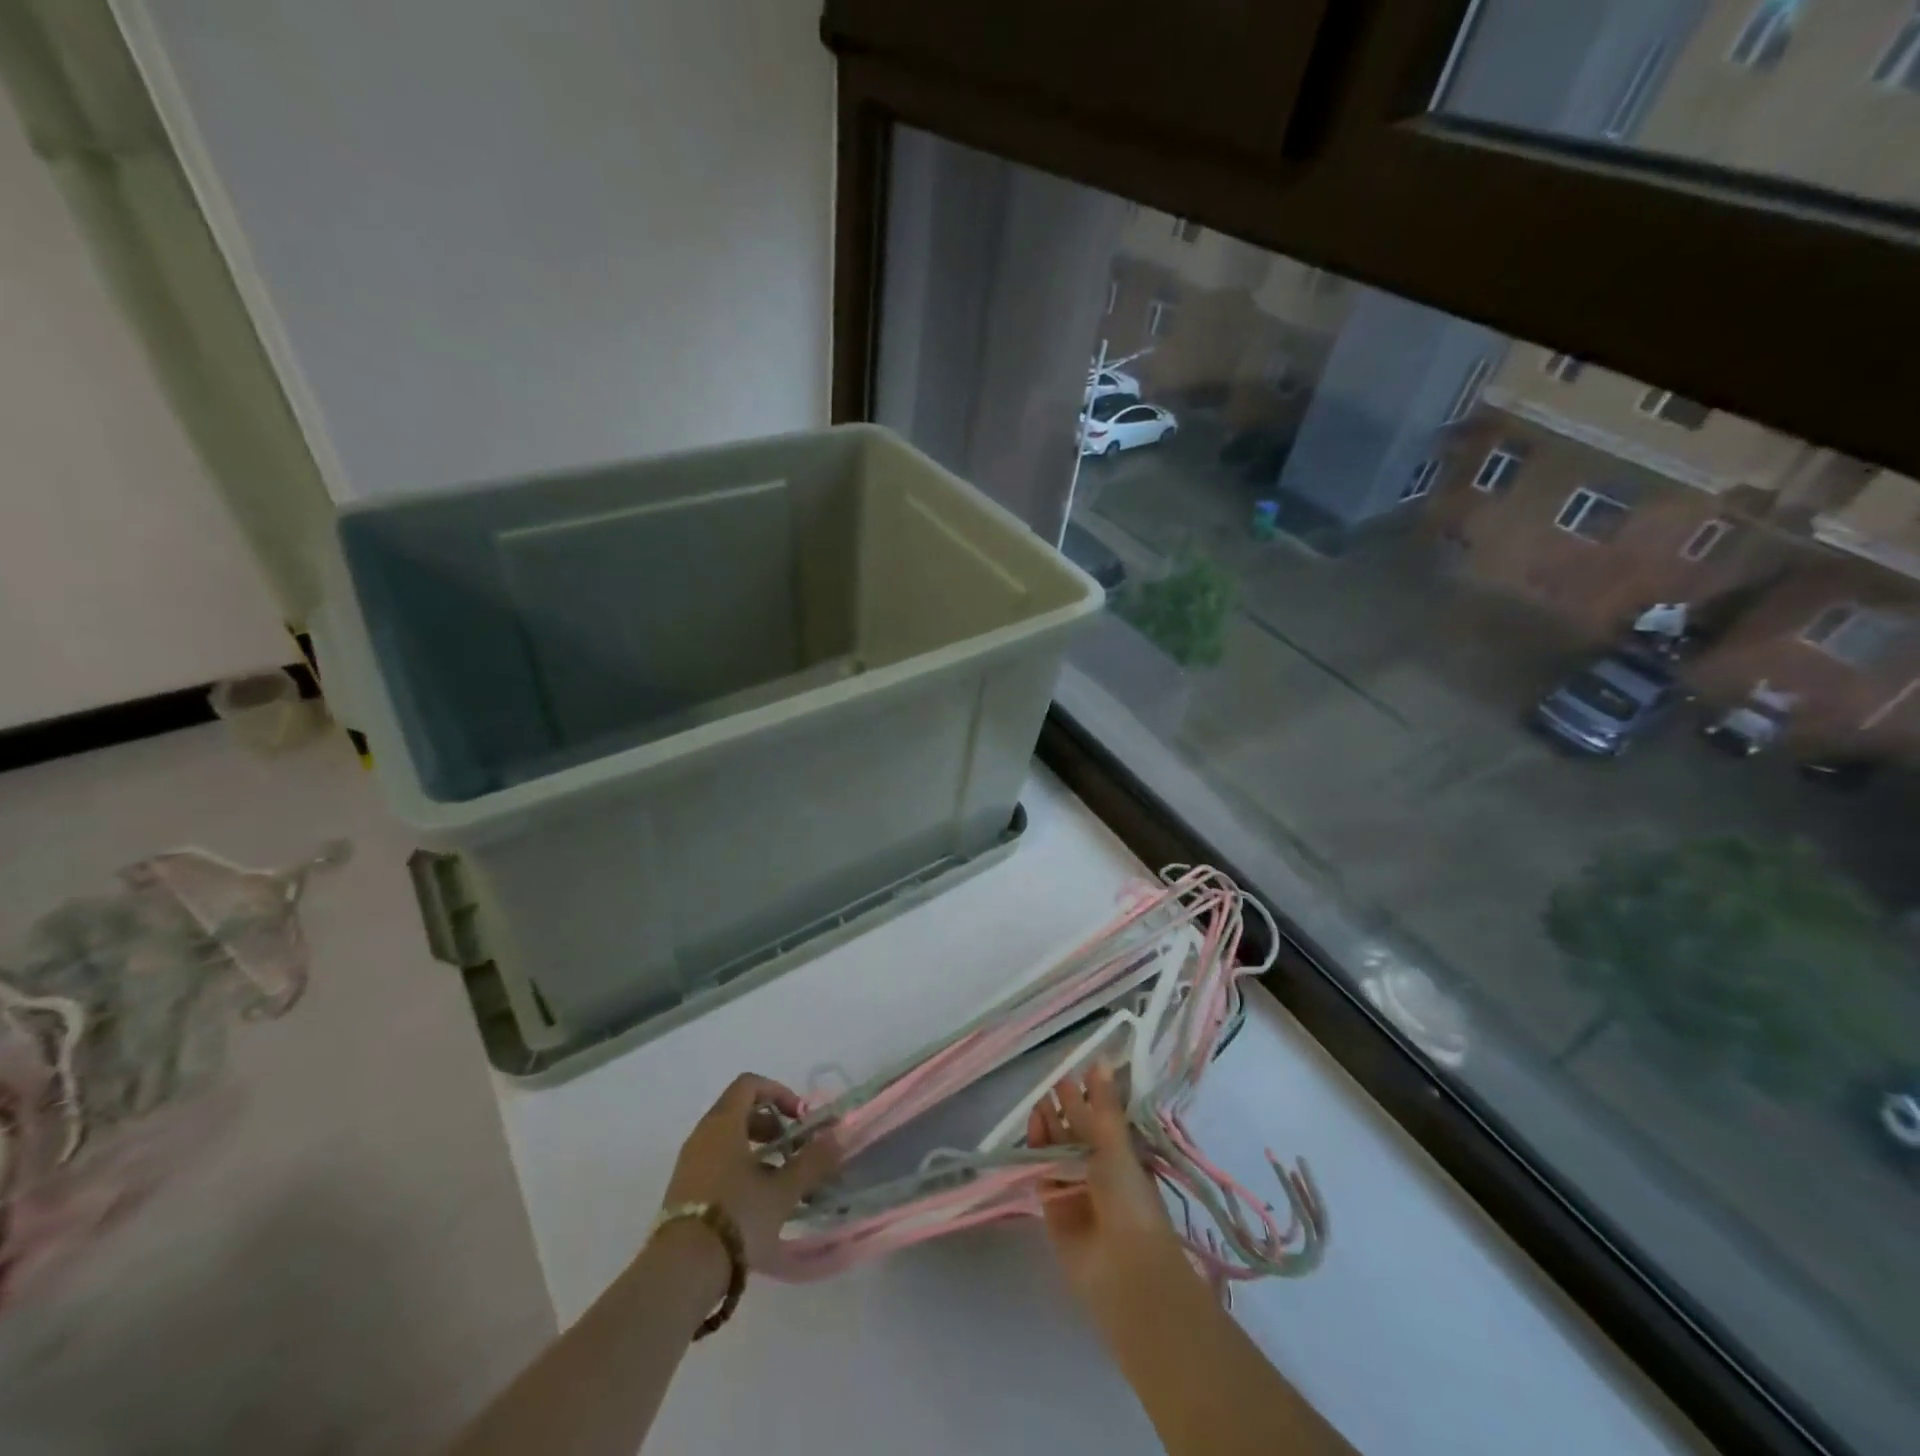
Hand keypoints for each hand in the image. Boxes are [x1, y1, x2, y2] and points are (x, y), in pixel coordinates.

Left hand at [659, 1073, 839, 1270]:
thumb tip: (839, 1136)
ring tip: (780, 1181)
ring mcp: (688, 1164)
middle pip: (739, 1110)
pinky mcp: (682, 1192)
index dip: (779, 1093)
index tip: (799, 1118)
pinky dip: (739, 1169)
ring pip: (727, 1139)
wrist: (681, 1273)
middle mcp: (702, 1135)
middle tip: (792, 1149)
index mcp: (723, 1123)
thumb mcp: (783, 1190)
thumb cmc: (737, 1217)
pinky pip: (715, 1163)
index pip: (750, 1084)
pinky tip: (757, 1202)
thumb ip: (813, 1161)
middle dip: (771, 1124)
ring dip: (757, 1150)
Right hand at [1027, 1064, 1185, 1305]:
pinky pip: (1042, 1174)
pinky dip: (1036, 1153)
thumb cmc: (1130, 1199)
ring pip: (1057, 1151)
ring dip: (1049, 1127)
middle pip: (1076, 1134)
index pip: (1101, 1120)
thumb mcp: (1117, 1145)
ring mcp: (1075, 1191)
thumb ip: (1103, 1105)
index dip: (1088, 1098)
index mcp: (1122, 1158)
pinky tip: (1031, 1129)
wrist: (1123, 1269)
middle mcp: (1099, 1172)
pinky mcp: (1053, 1209)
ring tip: (1039, 1101)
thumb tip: (1102, 1060)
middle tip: (1052, 1083)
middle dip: (1065, 1109)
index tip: (1073, 1071)